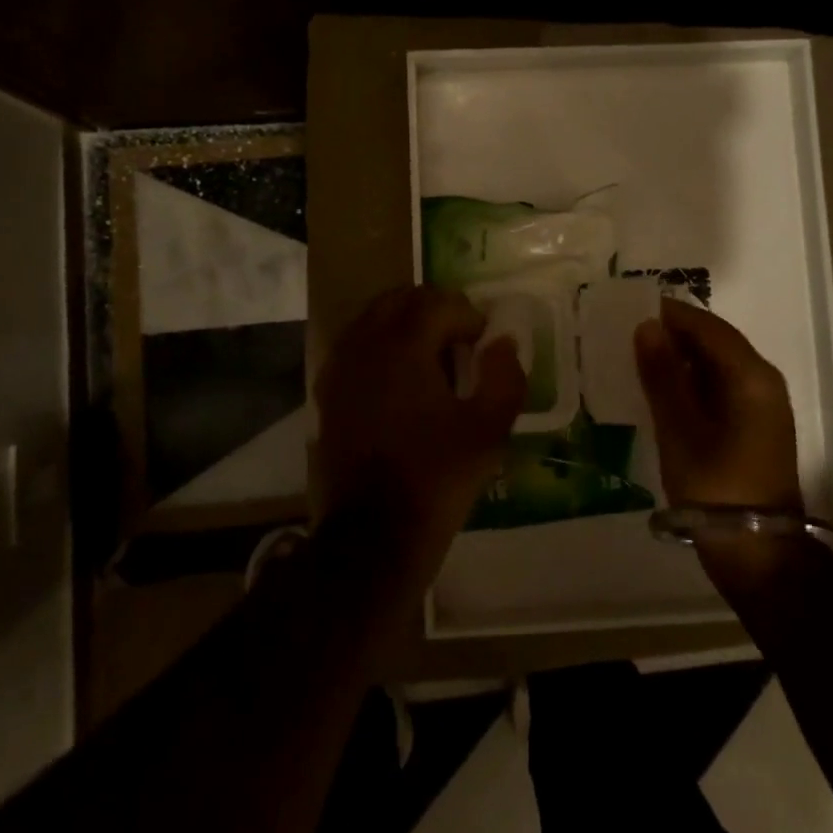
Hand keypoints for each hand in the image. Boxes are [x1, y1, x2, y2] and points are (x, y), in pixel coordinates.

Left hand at [313, 286, 525, 582]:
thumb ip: (505, 375)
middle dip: (434, 308)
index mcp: (402, 346)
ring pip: (371, 318)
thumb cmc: (437, 477)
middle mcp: (364, 345)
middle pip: (398, 299)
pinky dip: (379, 346)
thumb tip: (503, 342)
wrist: (374, 533)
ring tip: (431, 356)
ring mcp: (339, 368)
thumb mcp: (489, 429)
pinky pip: (354, 347)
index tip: (485, 342)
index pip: (437, 302)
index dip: (468, 315)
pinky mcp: (327, 393)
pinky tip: (398, 379)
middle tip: (460, 339)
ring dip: (404, 324)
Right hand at [634, 298, 802, 514]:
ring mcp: (762, 407)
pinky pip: (720, 388)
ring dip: (680, 360)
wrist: (758, 554)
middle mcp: (763, 382)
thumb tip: (647, 326)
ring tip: (637, 360)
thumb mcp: (680, 428)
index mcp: (751, 376)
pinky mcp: (754, 428)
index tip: (629, 309)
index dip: (670, 314)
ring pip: (717, 366)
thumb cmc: (715, 487)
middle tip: (627, 336)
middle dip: (673, 335)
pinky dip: (691, 384)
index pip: (708, 326)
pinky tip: (661, 392)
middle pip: (715, 342)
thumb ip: (663, 374)